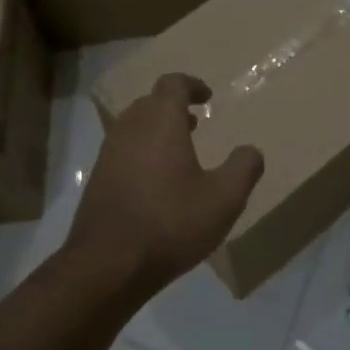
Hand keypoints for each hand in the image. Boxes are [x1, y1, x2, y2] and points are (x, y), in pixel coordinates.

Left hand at [66, 73, 264, 298]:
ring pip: (133, 127)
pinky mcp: (97, 180)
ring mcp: (108, 155)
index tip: (208, 97)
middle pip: (150, 103)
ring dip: (156, 130)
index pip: (172, 84)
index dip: (192, 85)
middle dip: (173, 107)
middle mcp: (130, 129)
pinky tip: (157, 182)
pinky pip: (122, 151)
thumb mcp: (223, 199)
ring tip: (179, 151)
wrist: (108, 264)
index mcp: (160, 123)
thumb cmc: (171, 223)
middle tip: (195, 123)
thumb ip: (243, 169)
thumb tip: (251, 150)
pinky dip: (142, 152)